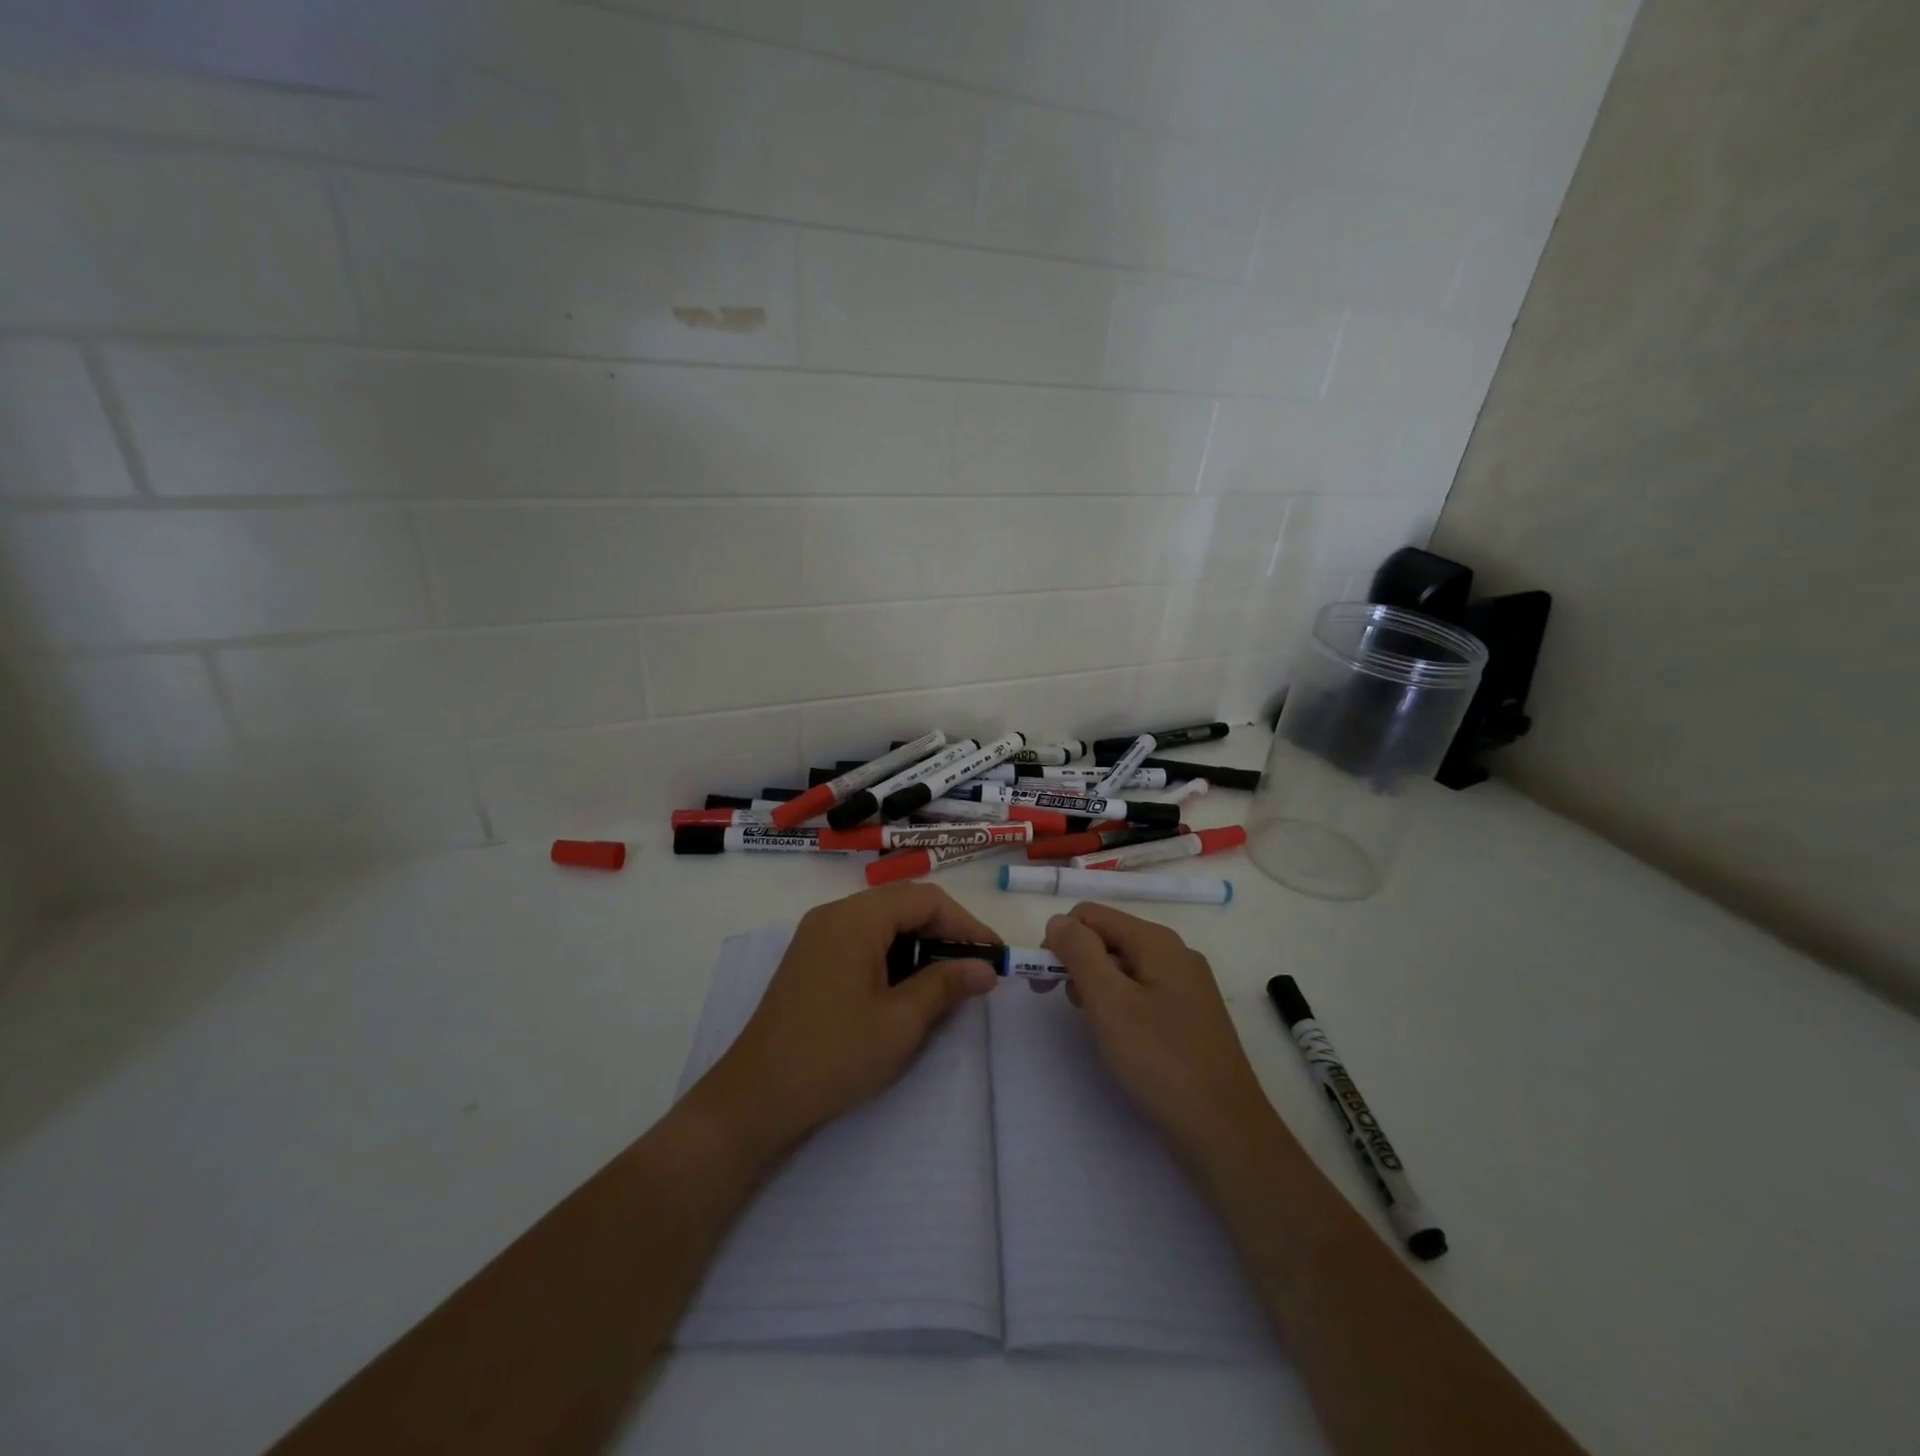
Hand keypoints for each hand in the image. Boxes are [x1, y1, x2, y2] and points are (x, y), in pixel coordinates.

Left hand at [692, 884, 1001, 1162]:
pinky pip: (861, 938)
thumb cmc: (835, 1055)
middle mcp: (834, 914)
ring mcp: (817, 934)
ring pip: (882, 921)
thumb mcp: (901, 1022)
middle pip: (903, 904)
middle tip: (975, 968)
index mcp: (856, 918)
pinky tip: (905, 985)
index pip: (926, 899)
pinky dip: (892, 952)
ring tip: (946, 979)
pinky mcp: (809, 958)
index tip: (994, 956)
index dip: (966, 924)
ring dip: (918, 942)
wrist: (756, 1097)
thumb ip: (946, 985)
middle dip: (944, 931)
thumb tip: (986, 968)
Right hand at [1043, 903, 1275, 1173]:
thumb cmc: (1160, 1060)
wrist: (1225, 1130)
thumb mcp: (1109, 1001)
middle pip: (1109, 937)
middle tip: (1069, 1008)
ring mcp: (1188, 985)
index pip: (1091, 915)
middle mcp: (1175, 953)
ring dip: (1098, 986)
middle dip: (1078, 963)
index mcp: (1157, 941)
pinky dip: (1121, 1004)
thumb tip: (1058, 921)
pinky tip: (1121, 1037)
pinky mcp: (1191, 1015)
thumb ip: (1079, 952)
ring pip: (1125, 966)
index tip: (1043, 982)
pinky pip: (1143, 991)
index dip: (1059, 941)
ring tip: (1096, 1026)